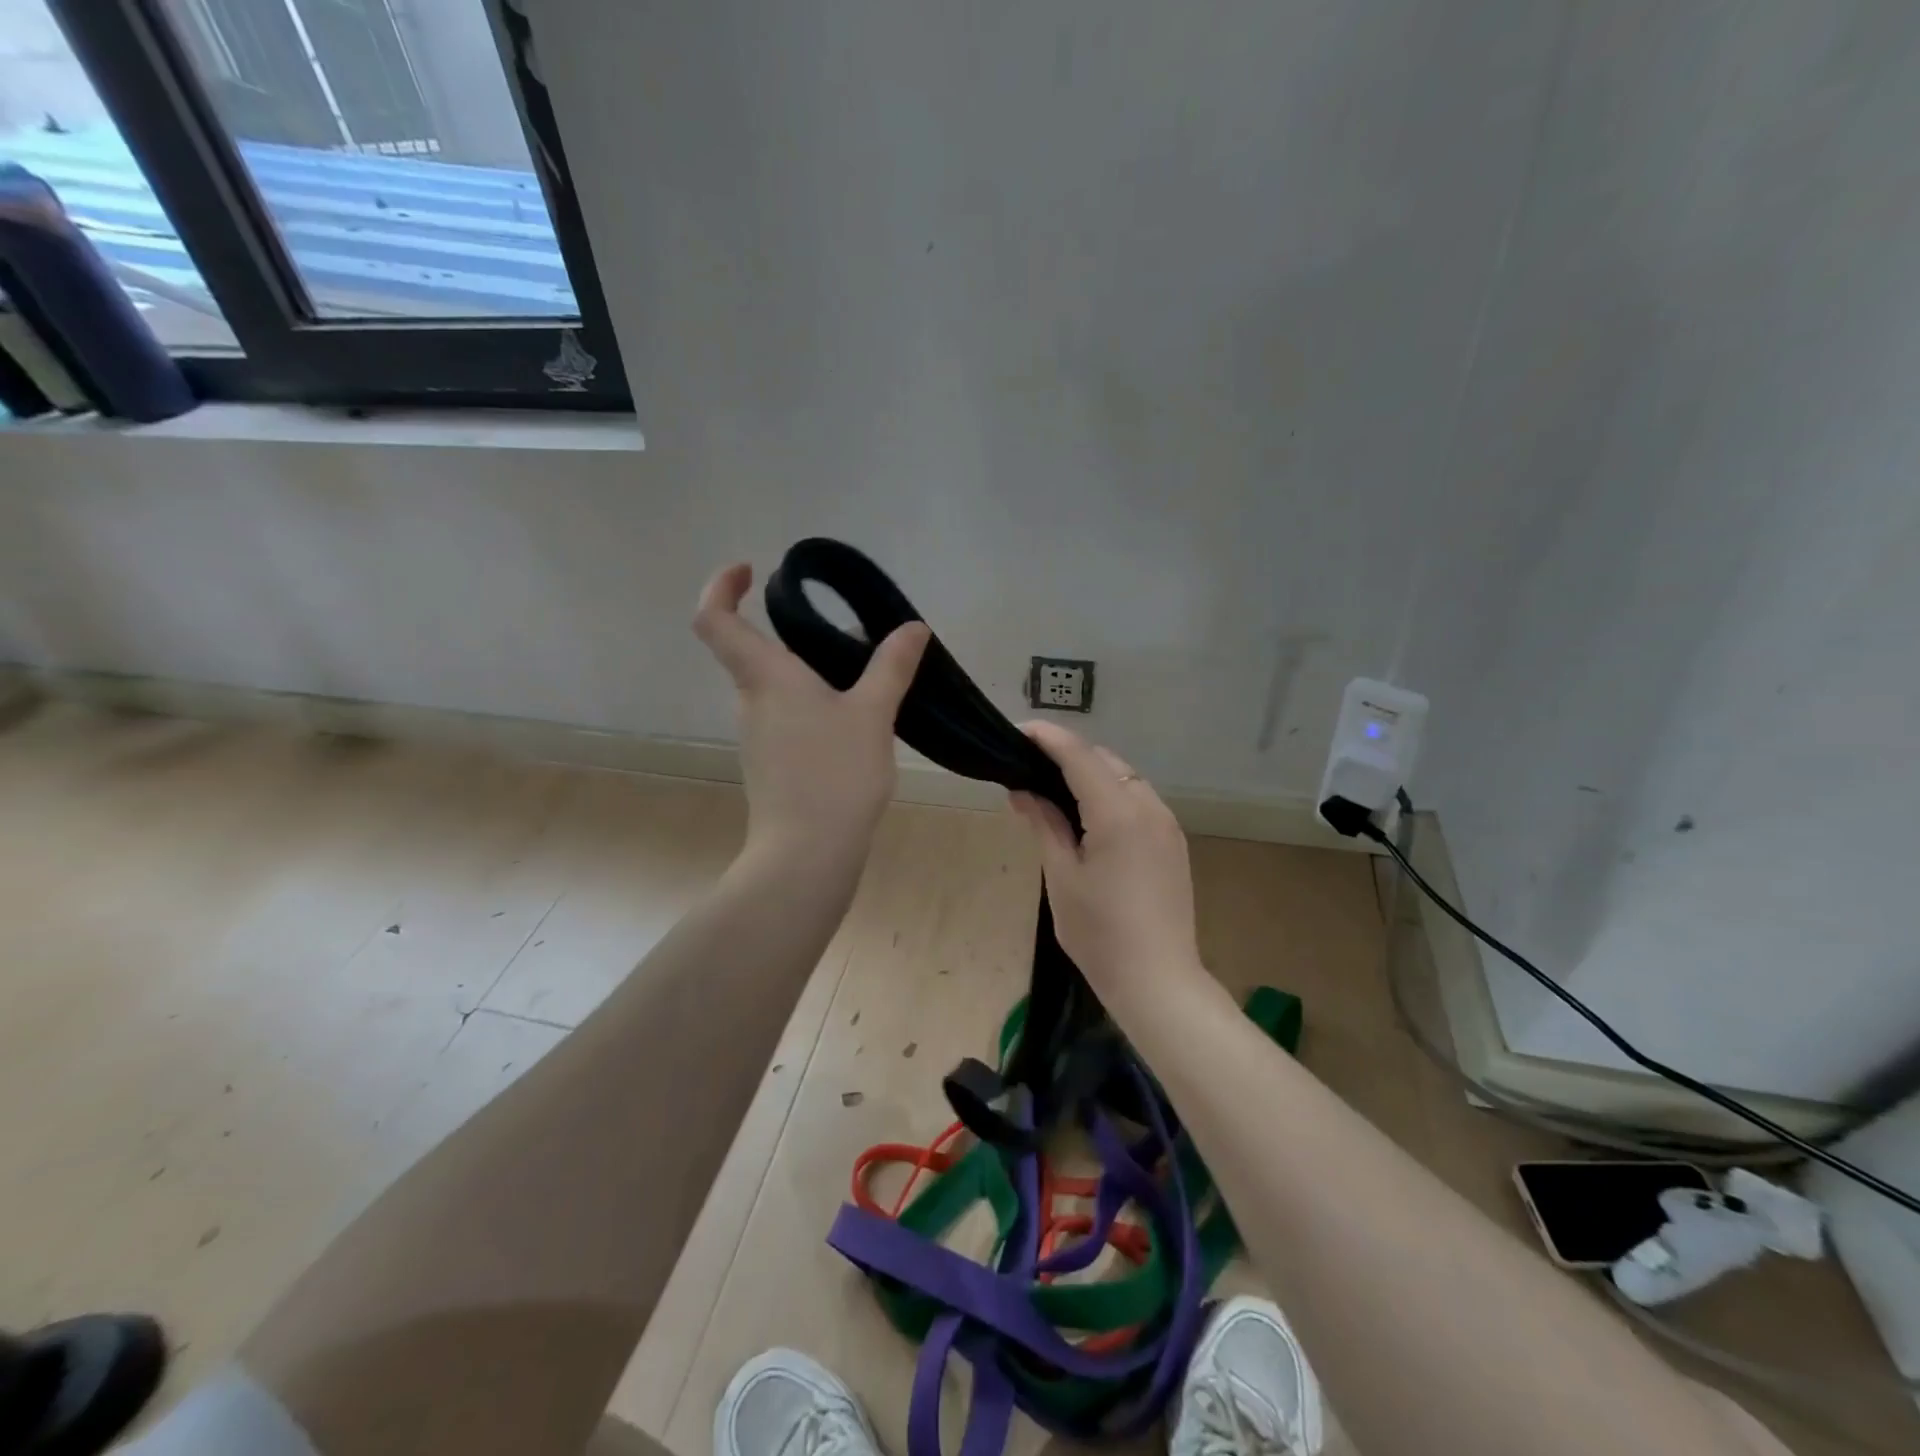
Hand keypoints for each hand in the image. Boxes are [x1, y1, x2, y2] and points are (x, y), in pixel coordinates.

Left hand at [694, 563, 929, 860]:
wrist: (807, 855)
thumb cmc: (834, 775)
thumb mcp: (872, 714)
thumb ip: (891, 666)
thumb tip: (912, 627)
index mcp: (765, 677)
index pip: (715, 619)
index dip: (721, 587)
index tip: (750, 570)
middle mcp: (751, 701)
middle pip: (757, 653)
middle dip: (799, 638)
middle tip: (854, 641)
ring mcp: (757, 737)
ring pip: (778, 689)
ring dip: (814, 677)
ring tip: (869, 688)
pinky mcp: (771, 765)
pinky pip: (789, 720)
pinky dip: (816, 709)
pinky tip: (857, 729)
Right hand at [1008, 722, 1204, 993]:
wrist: (1158, 981)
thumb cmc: (1100, 934)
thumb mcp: (1061, 877)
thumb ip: (1044, 824)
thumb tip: (1022, 790)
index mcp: (1118, 813)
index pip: (1079, 757)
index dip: (1048, 738)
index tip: (1019, 732)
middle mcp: (1149, 807)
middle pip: (1105, 761)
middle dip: (1068, 755)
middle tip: (1029, 768)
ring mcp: (1167, 824)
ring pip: (1125, 778)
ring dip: (1091, 774)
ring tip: (1054, 791)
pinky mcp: (1173, 843)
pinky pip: (1139, 800)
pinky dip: (1111, 794)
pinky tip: (1089, 817)